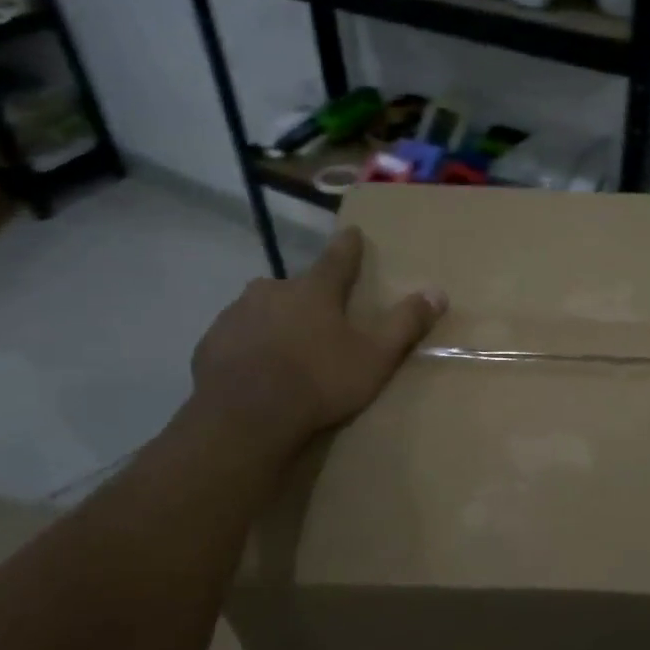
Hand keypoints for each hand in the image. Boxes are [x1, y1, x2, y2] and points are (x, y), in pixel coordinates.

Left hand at [190, 227, 445, 439]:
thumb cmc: (319, 382)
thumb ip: (406, 323)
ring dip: (275, 320)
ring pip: (263, 309)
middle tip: (319, 320)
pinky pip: (237, 335)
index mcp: (315, 289)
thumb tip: (438, 292)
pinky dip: (249, 345)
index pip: (338, 257)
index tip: (352, 232)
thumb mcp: (375, 357)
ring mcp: (237, 314)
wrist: (244, 418)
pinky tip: (255, 369)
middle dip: (308, 297)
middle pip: (296, 286)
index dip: (348, 246)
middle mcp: (272, 290)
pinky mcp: (211, 342)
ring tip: (286, 349)